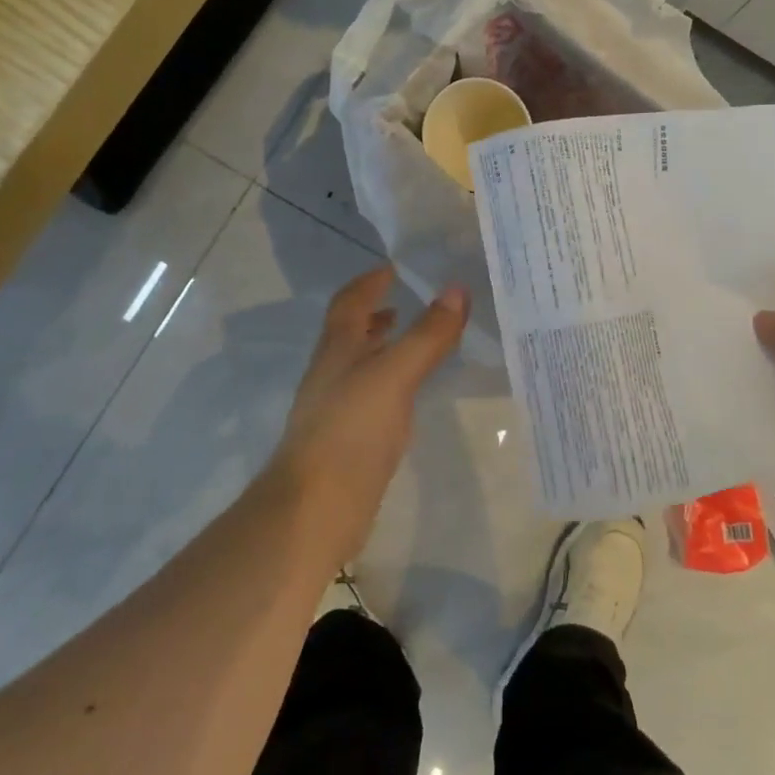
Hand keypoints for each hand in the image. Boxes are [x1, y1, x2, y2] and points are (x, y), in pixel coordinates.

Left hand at [268, 265, 467, 561]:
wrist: (317, 507)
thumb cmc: (352, 430)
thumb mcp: (395, 374)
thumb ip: (427, 334)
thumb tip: (457, 289)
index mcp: (337, 350)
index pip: (349, 303)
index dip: (370, 282)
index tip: (395, 267)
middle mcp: (333, 373)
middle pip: (352, 332)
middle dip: (378, 313)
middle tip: (410, 301)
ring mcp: (338, 409)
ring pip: (362, 365)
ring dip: (384, 347)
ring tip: (416, 342)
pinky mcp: (349, 440)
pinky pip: (373, 397)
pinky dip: (392, 383)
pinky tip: (411, 395)